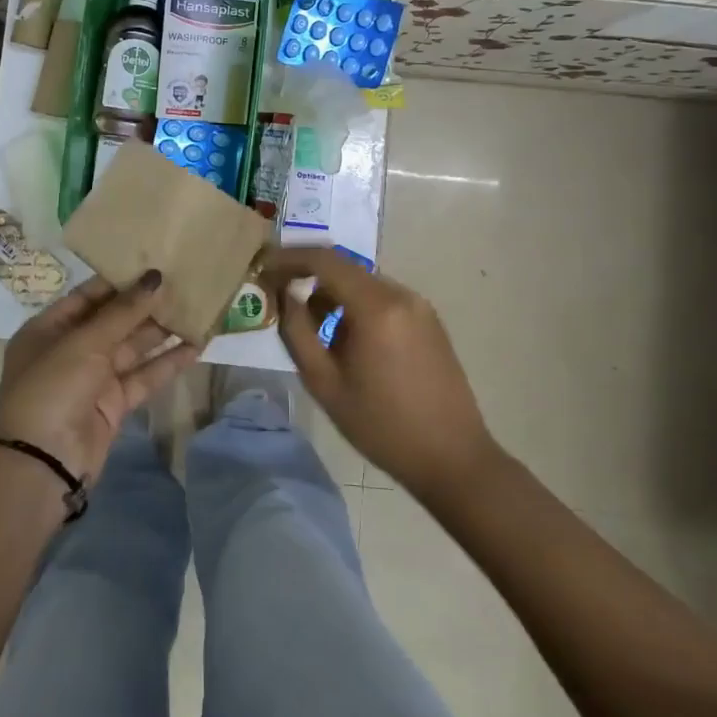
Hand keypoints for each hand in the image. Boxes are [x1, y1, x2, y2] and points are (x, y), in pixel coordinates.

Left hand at [0, 271, 200, 483]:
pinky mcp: (114, 404)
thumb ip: (122, 311)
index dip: (119, 281)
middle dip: (145, 305)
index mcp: (48, 329)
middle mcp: (70, 350)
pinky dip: (167, 363)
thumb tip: (155, 277)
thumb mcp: (84, 343)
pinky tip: (196, 347)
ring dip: (161, 332)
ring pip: (132, 348)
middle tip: (182, 282)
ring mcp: (92, 379)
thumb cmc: (52, 388)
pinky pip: (143, 376)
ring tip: (196, 309)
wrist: (43, 463)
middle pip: (113, 321)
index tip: (154, 264)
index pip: (88, 296)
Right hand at [265, 247, 500, 500]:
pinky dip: (356, 306)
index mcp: (376, 306)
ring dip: (332, 295)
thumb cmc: (382, 426)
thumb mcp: (325, 384)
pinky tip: (348, 342)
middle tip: (280, 299)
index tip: (263, 269)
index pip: (324, 259)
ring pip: (362, 283)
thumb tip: (284, 295)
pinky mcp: (429, 320)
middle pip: (343, 268)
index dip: (289, 258)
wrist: (453, 458)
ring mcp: (419, 305)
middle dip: (307, 277)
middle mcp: (400, 294)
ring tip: (315, 332)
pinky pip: (382, 298)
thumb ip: (297, 332)